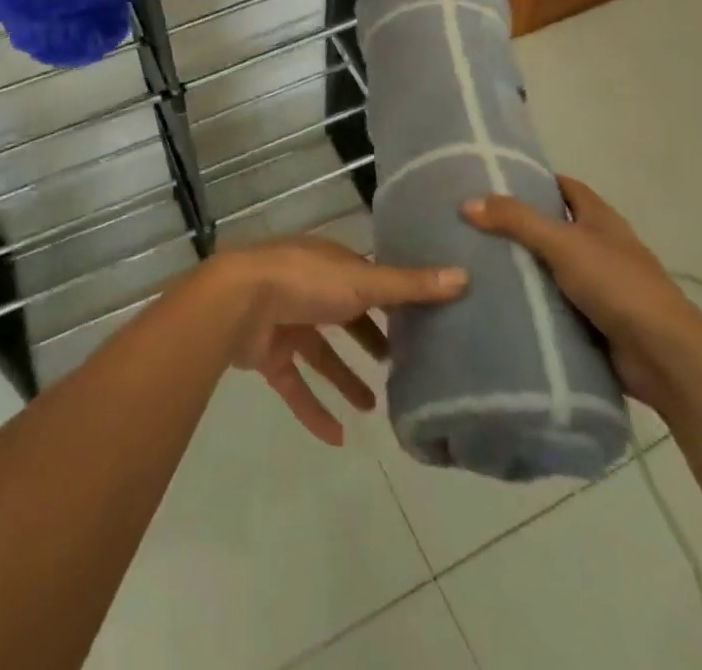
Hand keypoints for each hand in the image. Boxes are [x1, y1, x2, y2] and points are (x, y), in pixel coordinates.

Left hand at [205, 238, 466, 445]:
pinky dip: (314, 409)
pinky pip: (295, 385)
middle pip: (345, 316)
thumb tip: (465, 276)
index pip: (367, 280)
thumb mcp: (362, 282)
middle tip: (399, 366)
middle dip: (369, 339)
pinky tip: (337, 438)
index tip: (422, 324)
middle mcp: (308, 288)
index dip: (392, 301)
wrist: (237, 302)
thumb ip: (409, 286)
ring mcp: (285, 320)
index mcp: (330, 264)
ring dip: (345, 378)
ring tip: (375, 408)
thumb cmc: (304, 282)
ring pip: (321, 353)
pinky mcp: (268, 353)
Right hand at [463, 175, 701, 412]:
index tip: (494, 180)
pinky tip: (497, 303)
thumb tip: (466, 203)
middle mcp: (601, 247)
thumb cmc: (618, 285)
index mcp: (600, 219)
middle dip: (518, 225)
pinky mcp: (594, 322)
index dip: (534, 180)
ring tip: (472, 262)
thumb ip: (516, 220)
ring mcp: (600, 286)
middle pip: (553, 227)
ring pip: (551, 268)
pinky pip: (554, 305)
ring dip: (522, 268)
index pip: (564, 187)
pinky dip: (531, 304)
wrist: (665, 357)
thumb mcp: (562, 243)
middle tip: (472, 223)